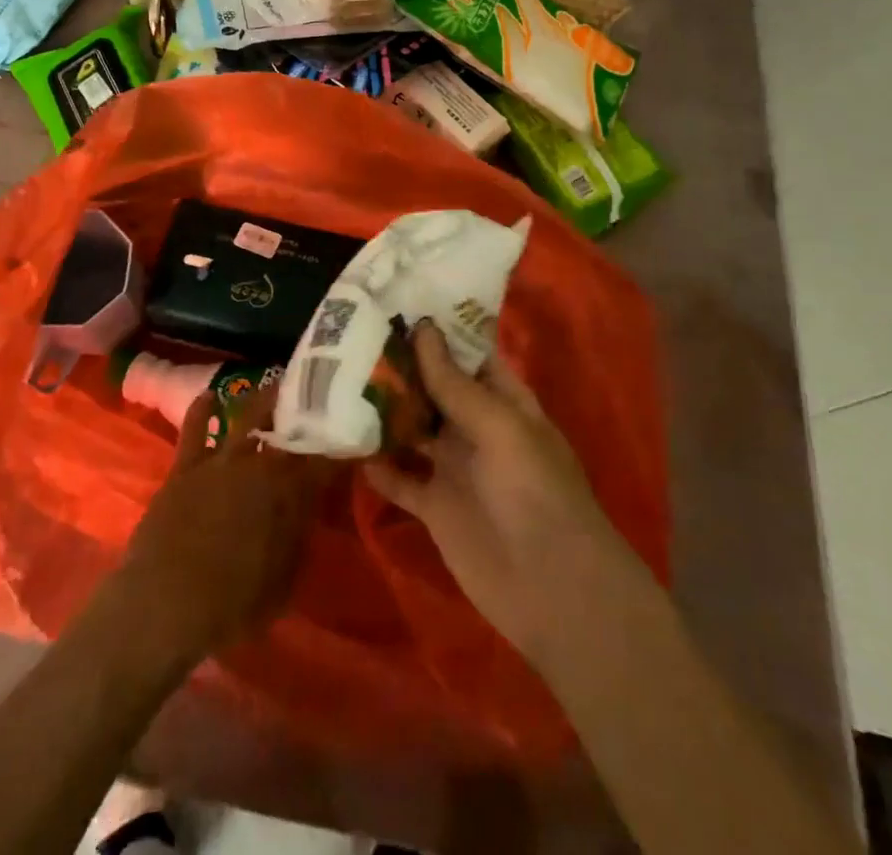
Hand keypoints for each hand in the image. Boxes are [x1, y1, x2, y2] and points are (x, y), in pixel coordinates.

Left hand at [117, 388, 337, 668]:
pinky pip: (194, 426)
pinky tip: (211, 395)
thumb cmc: (232, 605)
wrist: (165, 604)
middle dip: (306, 410)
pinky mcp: (187, 464)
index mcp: (290, 493)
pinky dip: (203, 408)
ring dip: (265, 398)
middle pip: (289, 427)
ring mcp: (221, 459)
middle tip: (316, 398)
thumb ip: (299, 535)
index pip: (325, 460)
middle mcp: (260, 465)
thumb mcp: (284, 581)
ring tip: (277, 383)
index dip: (341, 446)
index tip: (351, 436)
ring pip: (248, 414)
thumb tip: (310, 504)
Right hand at [365, 321, 654, 665]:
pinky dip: (377, 463)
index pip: (469, 354)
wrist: (552, 588)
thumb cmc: (535, 491)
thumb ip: (455, 384)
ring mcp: (454, 467)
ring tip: (340, 379)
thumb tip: (423, 329)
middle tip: (354, 334)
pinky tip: (345, 442)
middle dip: (402, 366)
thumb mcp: (500, 427)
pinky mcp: (434, 506)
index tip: (397, 302)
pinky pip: (400, 477)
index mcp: (503, 401)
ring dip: (384, 410)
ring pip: (413, 428)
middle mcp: (476, 427)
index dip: (439, 330)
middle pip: (435, 388)